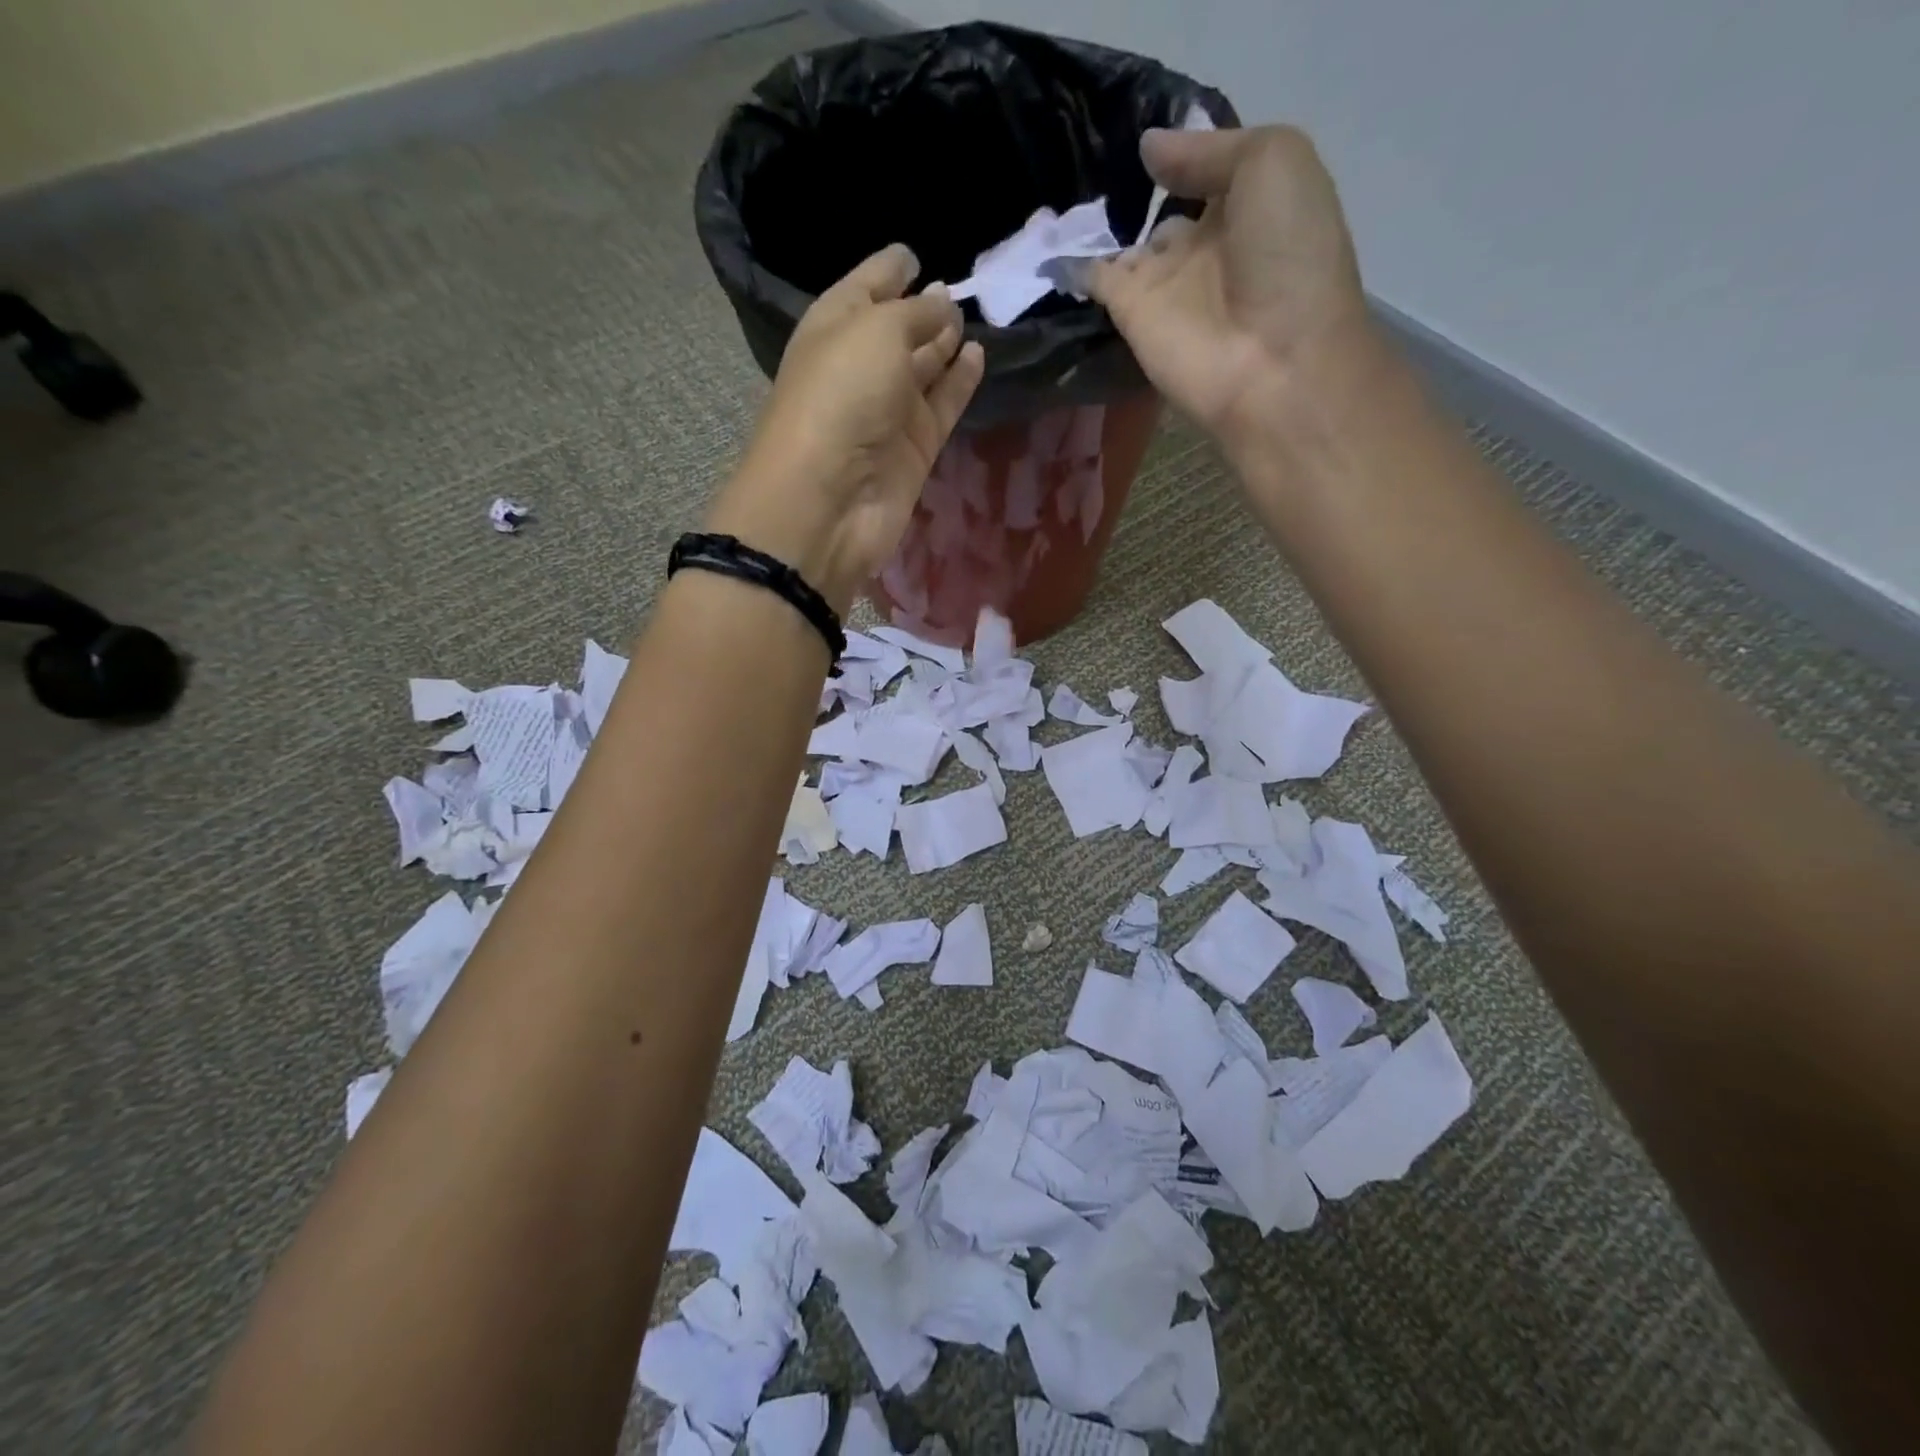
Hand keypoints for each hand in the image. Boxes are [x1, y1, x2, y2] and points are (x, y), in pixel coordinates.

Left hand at [707, 245, 984, 614]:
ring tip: (975, 319)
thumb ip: (916, 313)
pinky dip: (960, 382)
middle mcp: (860, 367)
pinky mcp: (915, 449)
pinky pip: (942, 406)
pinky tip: (979, 356)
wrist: (831, 499)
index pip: (865, 287)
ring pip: (923, 369)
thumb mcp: (877, 332)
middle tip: (959, 290)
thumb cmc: (841, 397)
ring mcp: (888, 411)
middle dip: (922, 309)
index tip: (914, 254)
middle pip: (896, 331)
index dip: (888, 269)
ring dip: (944, 344)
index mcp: (834, 327)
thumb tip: (943, 303)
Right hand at [1087, 126, 1370, 455]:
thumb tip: (1147, 147)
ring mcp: (1165, 285)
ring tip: (1054, 186)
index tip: (1144, 122)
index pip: (1208, 173)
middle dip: (1133, 189)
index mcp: (1250, 207)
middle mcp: (1206, 245)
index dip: (1181, 150)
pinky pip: (1096, 281)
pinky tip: (1044, 242)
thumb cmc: (1288, 256)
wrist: (1273, 364)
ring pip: (1127, 247)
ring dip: (1096, 225)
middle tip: (1087, 156)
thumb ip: (1207, 151)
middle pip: (1163, 212)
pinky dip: (1071, 265)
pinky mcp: (1131, 317)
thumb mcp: (1272, 163)